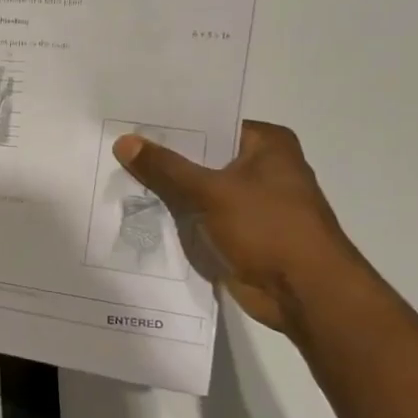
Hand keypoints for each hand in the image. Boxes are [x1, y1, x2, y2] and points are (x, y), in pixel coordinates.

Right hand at [112, 121, 364, 334]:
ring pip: (195, 188)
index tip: (127, 123)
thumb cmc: (269, 229)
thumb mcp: (212, 192)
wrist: (304, 293)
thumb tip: (124, 141)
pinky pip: (197, 215)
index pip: (208, 124)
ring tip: (114, 176)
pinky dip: (174, 216)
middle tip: (113, 149)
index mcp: (266, 145)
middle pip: (199, 157)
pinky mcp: (237, 232)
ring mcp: (249, 202)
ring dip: (165, 190)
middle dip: (161, 159)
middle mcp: (260, 168)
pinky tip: (135, 210)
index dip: (169, 126)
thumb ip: (166, 168)